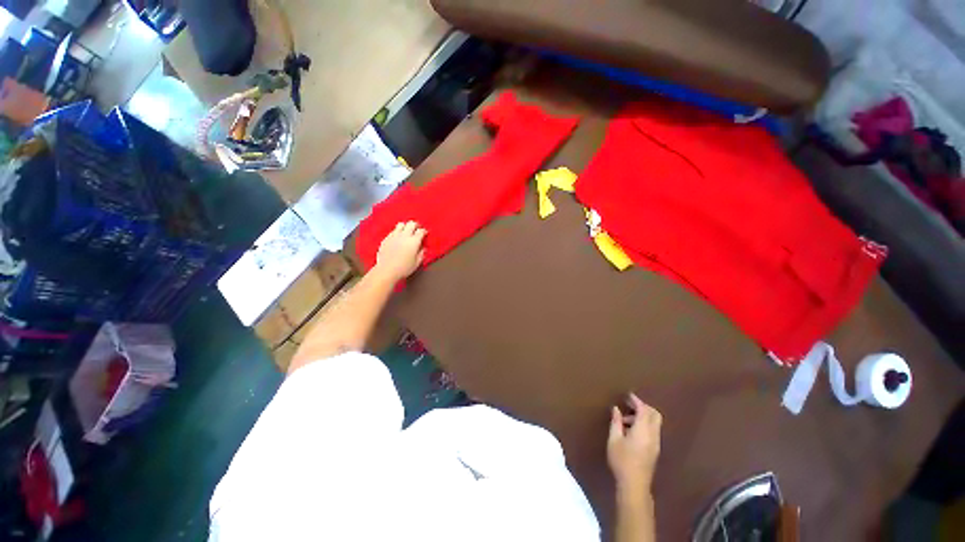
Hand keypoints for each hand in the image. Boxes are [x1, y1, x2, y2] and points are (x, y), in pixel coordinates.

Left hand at [375, 221, 426, 280]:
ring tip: (406, 231)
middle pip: (411, 224)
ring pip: (401, 224)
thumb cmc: (404, 268)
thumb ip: (421, 254)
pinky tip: (397, 238)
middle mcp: (404, 235)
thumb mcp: (417, 263)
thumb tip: (423, 248)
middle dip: (415, 225)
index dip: (424, 231)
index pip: (421, 231)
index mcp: (414, 241)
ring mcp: (394, 236)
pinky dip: (397, 232)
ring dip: (405, 226)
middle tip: (417, 229)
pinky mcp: (386, 238)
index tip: (425, 234)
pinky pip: (393, 231)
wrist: (386, 270)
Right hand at [607, 393, 661, 492]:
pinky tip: (631, 431)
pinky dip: (644, 425)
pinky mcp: (655, 450)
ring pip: (654, 423)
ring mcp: (656, 444)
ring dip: (642, 417)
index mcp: (643, 431)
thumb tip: (616, 409)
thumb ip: (616, 422)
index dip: (636, 401)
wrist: (634, 485)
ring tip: (625, 421)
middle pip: (655, 415)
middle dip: (643, 407)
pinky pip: (653, 431)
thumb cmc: (621, 461)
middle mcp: (653, 435)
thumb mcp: (614, 439)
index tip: (628, 395)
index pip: (644, 410)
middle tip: (629, 405)